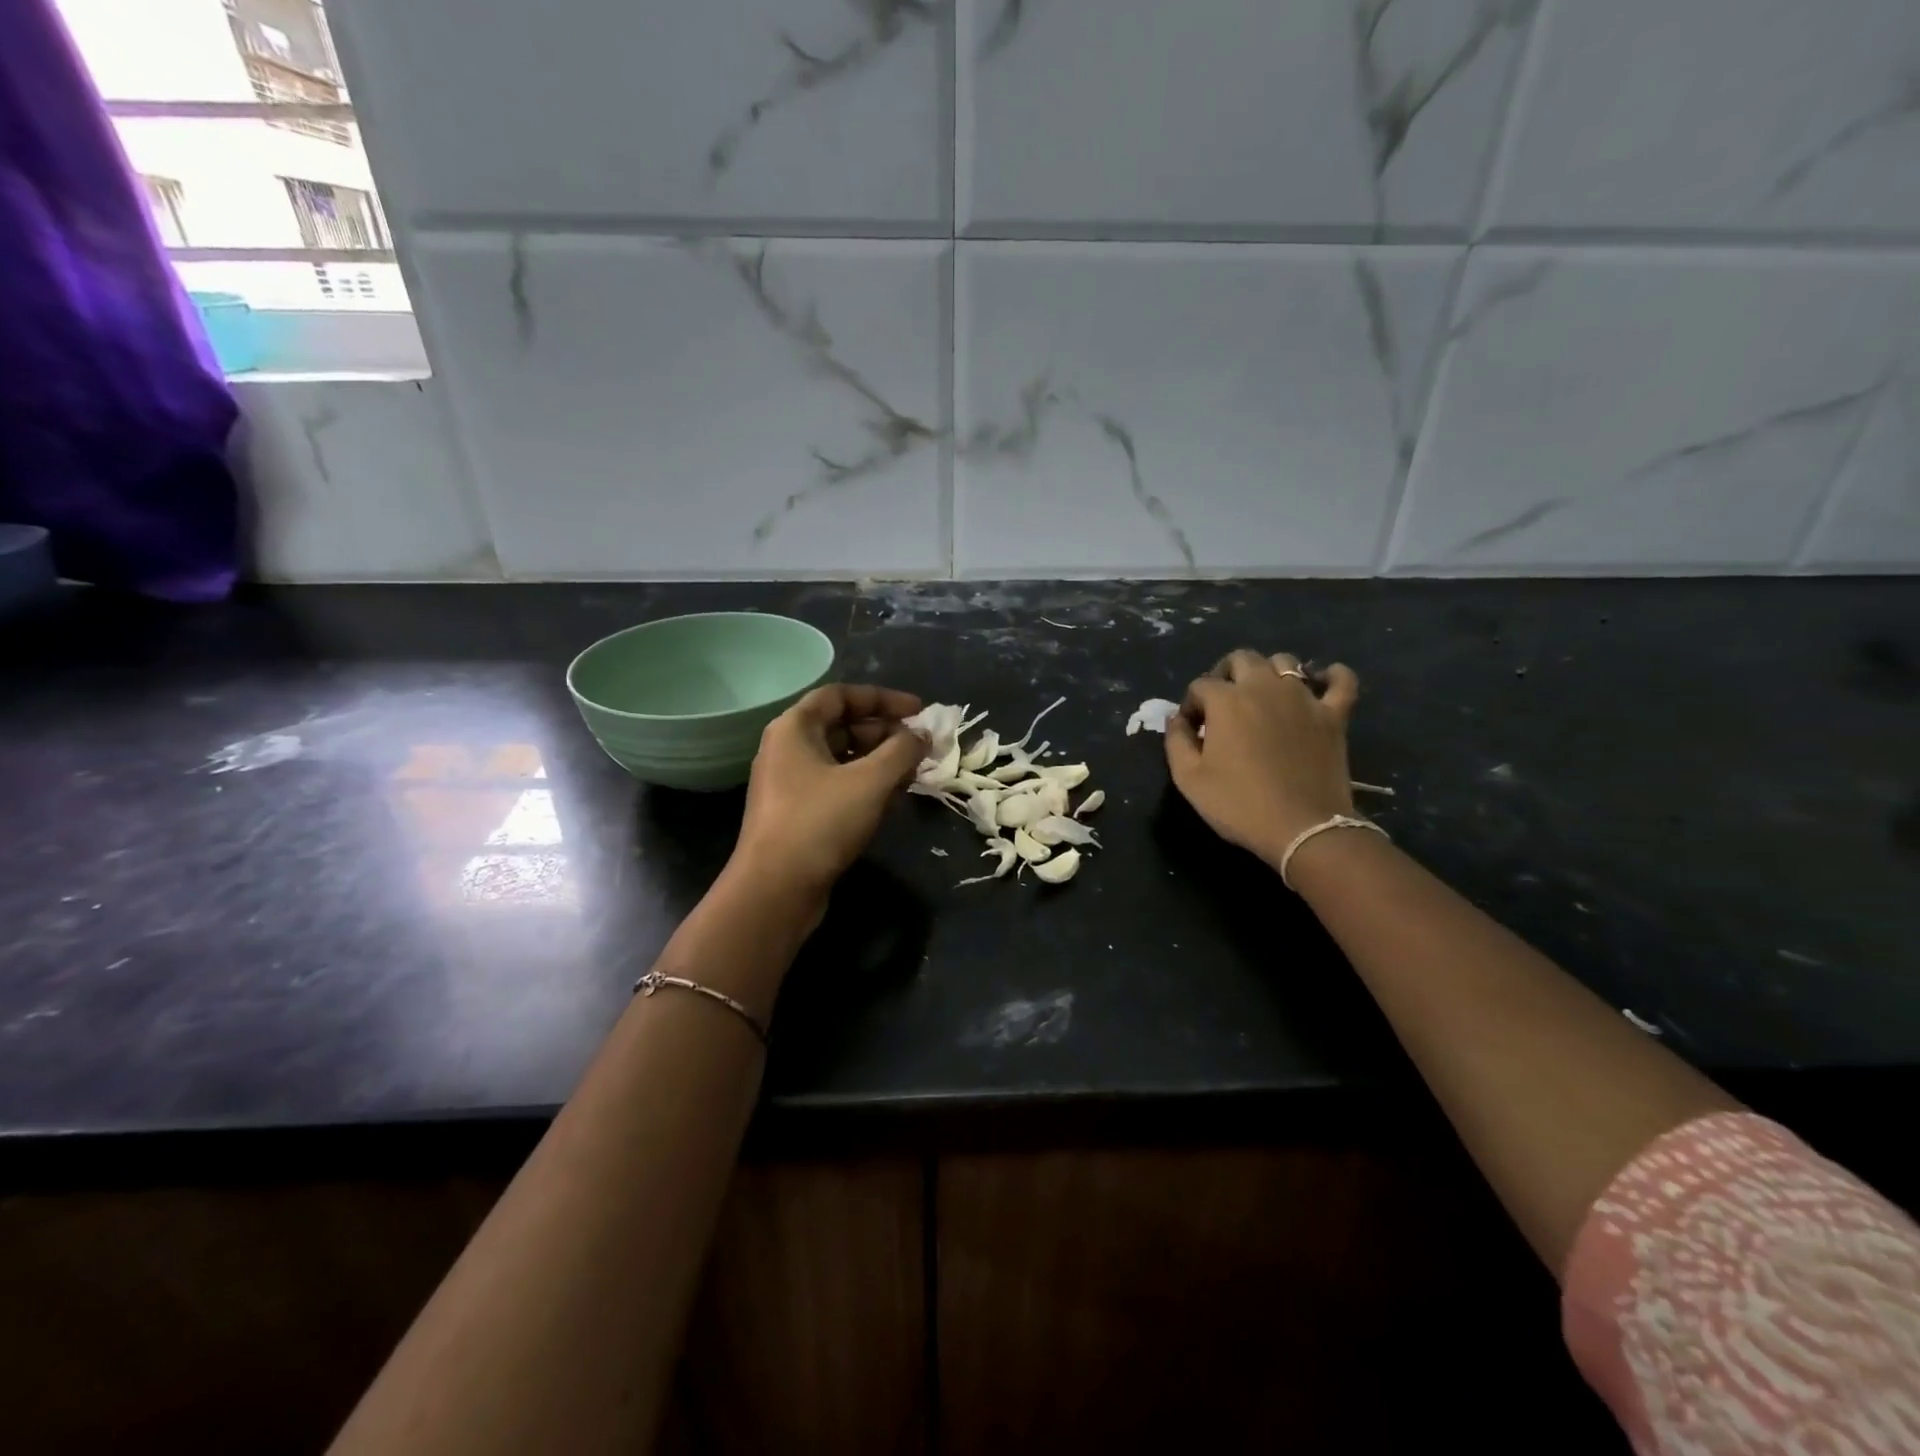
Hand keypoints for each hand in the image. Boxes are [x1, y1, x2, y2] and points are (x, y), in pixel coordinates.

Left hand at [729, 683, 925, 907]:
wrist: (775, 890)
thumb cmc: (820, 822)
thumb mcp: (870, 781)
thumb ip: (902, 750)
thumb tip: (923, 734)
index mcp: (794, 729)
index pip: (840, 695)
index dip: (882, 698)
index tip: (919, 710)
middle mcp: (788, 750)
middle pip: (842, 726)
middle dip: (886, 732)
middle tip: (922, 745)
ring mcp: (792, 784)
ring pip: (843, 759)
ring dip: (880, 761)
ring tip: (915, 771)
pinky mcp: (799, 814)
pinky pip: (838, 786)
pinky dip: (866, 785)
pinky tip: (893, 798)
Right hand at [1165, 649, 1360, 866]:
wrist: (1302, 829)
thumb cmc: (1238, 804)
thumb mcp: (1188, 779)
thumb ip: (1176, 740)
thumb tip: (1177, 719)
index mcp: (1226, 700)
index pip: (1200, 685)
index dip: (1191, 705)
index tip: (1191, 731)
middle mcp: (1264, 687)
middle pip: (1241, 659)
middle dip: (1225, 675)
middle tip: (1222, 706)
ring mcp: (1304, 698)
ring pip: (1285, 662)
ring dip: (1268, 673)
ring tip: (1261, 698)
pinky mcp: (1334, 715)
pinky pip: (1341, 680)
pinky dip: (1330, 676)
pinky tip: (1321, 681)